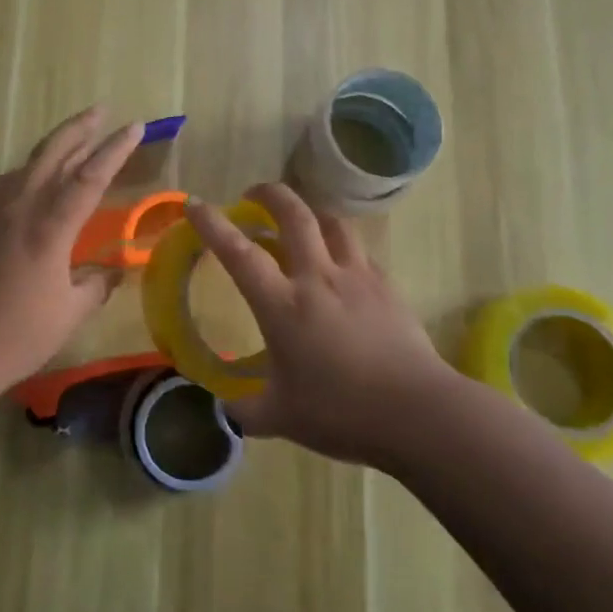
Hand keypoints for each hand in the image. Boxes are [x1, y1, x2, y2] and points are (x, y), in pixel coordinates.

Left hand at [0, 108, 142, 389]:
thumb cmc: (18, 333)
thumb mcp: (70, 312)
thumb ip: (95, 285)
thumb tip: (111, 271)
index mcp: (50, 226)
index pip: (90, 176)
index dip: (115, 149)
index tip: (135, 126)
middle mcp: (21, 206)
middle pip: (54, 153)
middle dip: (80, 128)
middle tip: (101, 110)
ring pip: (28, 163)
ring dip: (54, 146)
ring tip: (74, 138)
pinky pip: (6, 182)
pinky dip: (27, 170)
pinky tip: (30, 177)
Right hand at [186, 182, 452, 467]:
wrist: (417, 412)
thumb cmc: (341, 412)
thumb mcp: (282, 417)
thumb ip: (248, 411)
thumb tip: (227, 410)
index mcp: (283, 305)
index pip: (239, 253)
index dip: (213, 225)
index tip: (195, 205)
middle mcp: (317, 278)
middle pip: (293, 215)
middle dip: (270, 194)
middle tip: (254, 194)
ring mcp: (356, 277)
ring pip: (331, 223)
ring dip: (310, 212)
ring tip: (301, 220)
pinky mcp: (386, 286)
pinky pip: (358, 251)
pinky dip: (341, 246)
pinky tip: (340, 265)